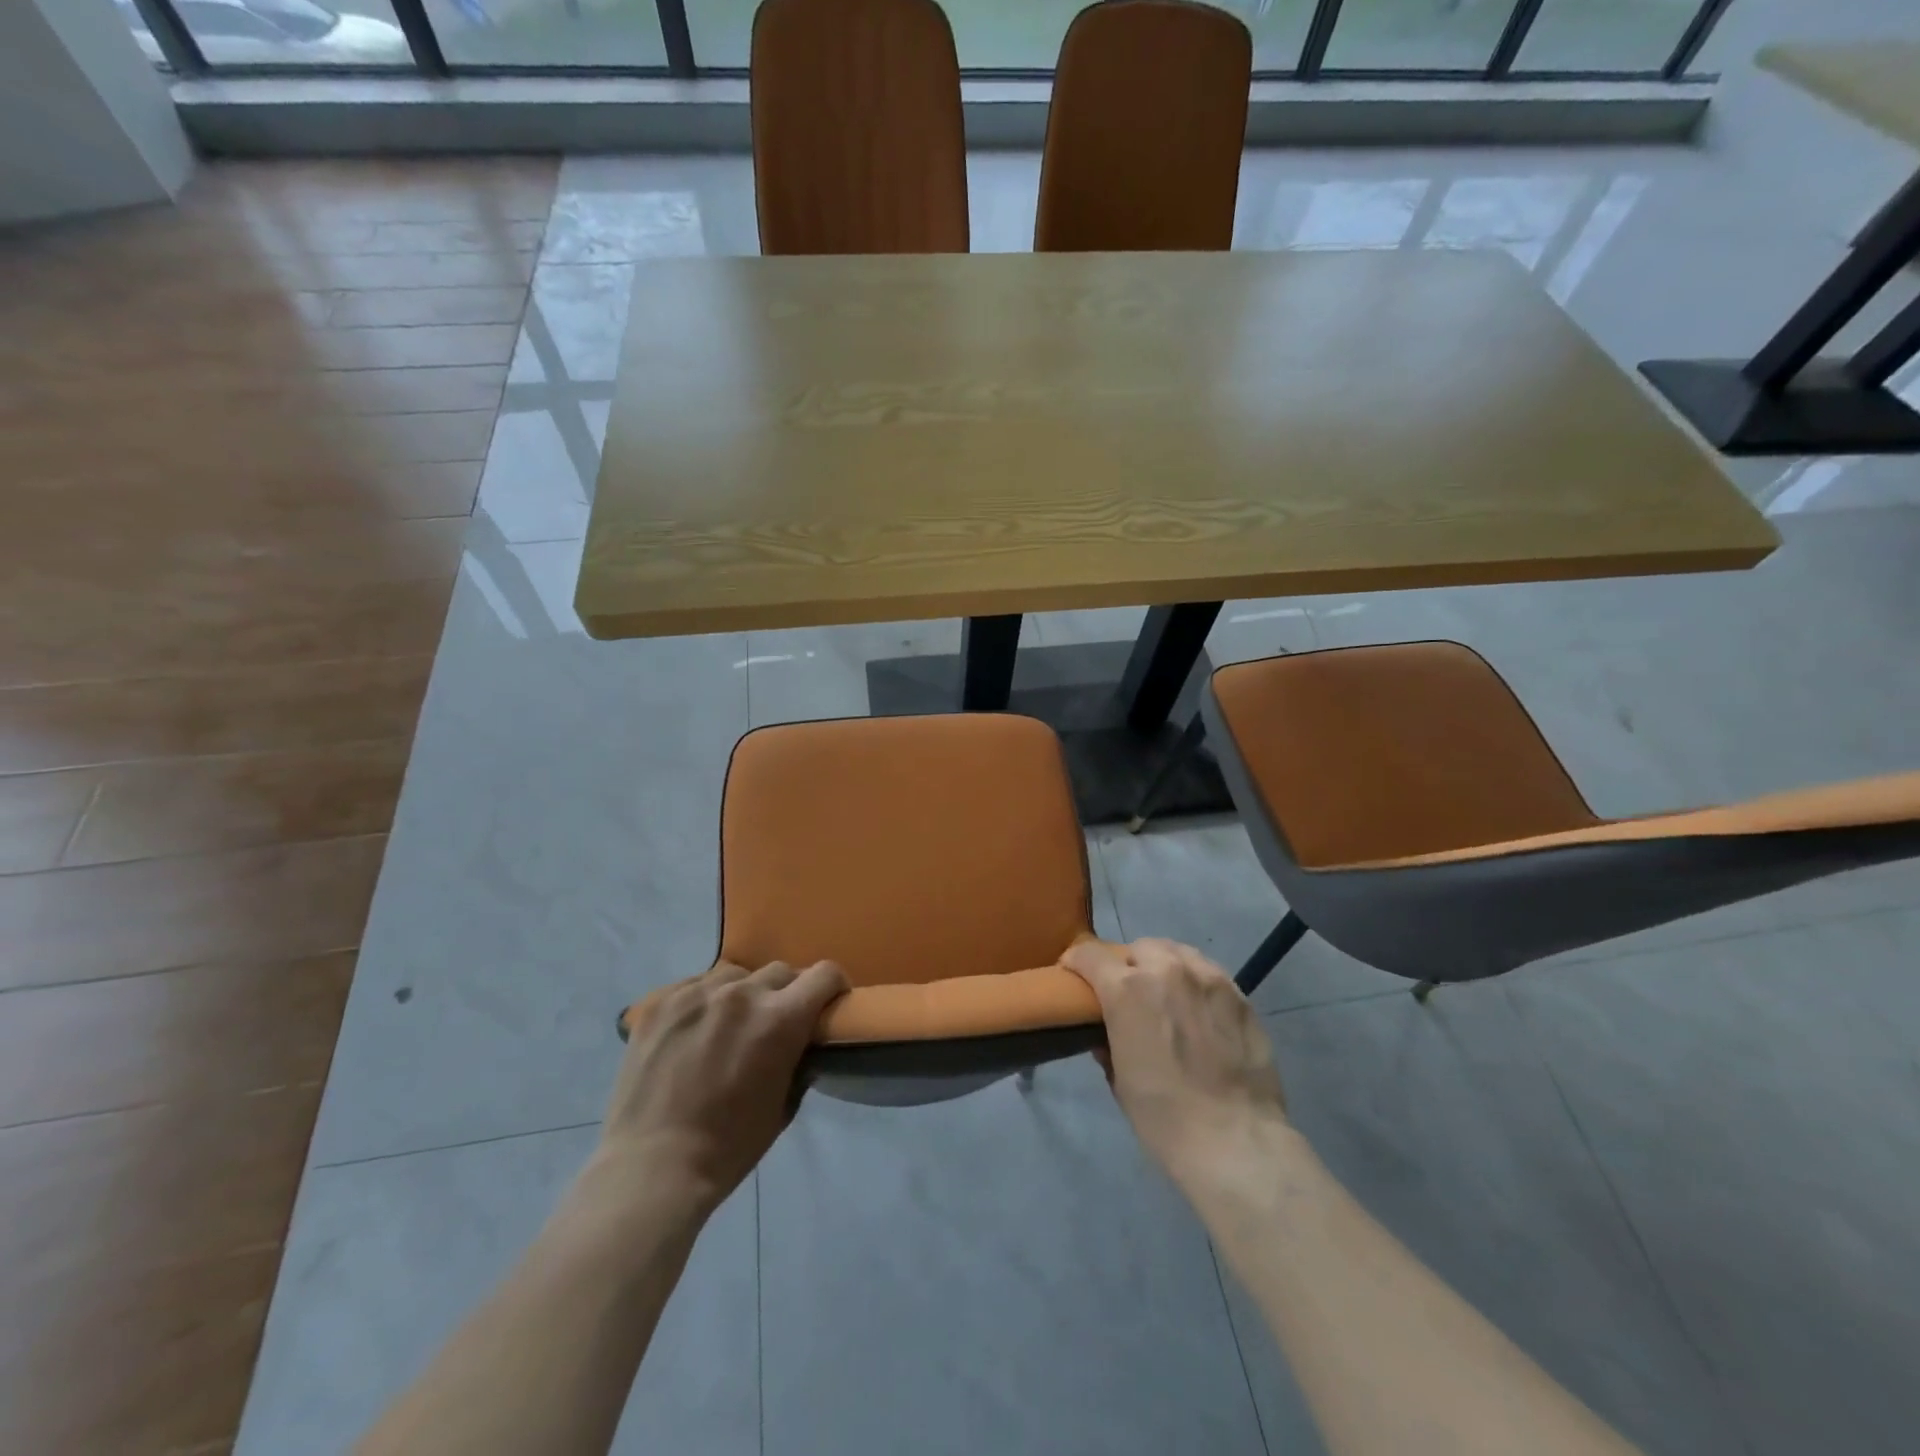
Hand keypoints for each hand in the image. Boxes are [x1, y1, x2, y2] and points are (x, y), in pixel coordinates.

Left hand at [593, 960, 848, 1214]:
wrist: (652, 1167)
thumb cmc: (729, 1146)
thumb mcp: (783, 1105)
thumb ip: (798, 1060)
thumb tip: (801, 1041)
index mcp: (780, 1018)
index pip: (824, 973)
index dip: (832, 986)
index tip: (826, 1003)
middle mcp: (741, 993)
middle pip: (780, 971)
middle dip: (785, 993)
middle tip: (773, 1023)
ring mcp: (696, 992)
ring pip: (735, 974)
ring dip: (742, 993)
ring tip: (727, 1025)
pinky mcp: (660, 1001)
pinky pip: (694, 985)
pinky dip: (702, 1002)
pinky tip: (691, 1032)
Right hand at [1064, 938, 1286, 1186]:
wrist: (1236, 1141)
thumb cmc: (1164, 1117)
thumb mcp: (1120, 1081)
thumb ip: (1108, 1043)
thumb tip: (1106, 1033)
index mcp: (1127, 989)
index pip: (1090, 955)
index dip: (1077, 962)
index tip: (1075, 975)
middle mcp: (1166, 970)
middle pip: (1138, 948)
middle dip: (1128, 966)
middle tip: (1129, 994)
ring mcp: (1207, 978)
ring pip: (1176, 952)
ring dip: (1163, 966)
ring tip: (1167, 994)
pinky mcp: (1239, 994)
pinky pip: (1208, 972)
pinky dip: (1195, 981)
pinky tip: (1199, 1008)